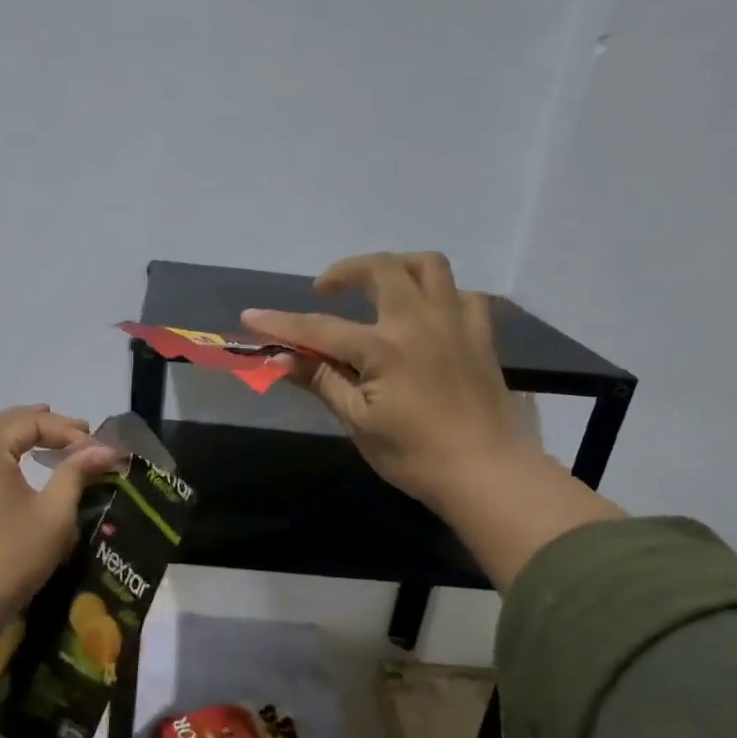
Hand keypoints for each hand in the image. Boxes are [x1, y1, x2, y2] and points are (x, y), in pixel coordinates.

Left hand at [0, 405, 117, 618]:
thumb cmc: (17, 553)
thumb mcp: (55, 511)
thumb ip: (76, 472)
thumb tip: (104, 449)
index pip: (28, 423)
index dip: (64, 429)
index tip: (95, 443)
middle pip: (3, 423)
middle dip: (41, 423)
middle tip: (76, 431)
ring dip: (19, 434)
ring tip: (49, 436)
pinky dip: (2, 452)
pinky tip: (20, 463)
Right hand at [246, 253, 622, 589]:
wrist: (486, 472)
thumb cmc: (413, 455)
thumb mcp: (358, 421)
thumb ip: (322, 380)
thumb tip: (280, 358)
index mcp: (384, 347)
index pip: (320, 328)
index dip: (281, 322)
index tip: (250, 316)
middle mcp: (420, 321)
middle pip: (381, 269)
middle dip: (345, 271)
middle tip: (324, 291)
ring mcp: (456, 323)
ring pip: (429, 266)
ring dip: (396, 267)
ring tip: (377, 288)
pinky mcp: (480, 335)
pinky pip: (461, 294)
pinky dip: (438, 294)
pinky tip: (425, 315)